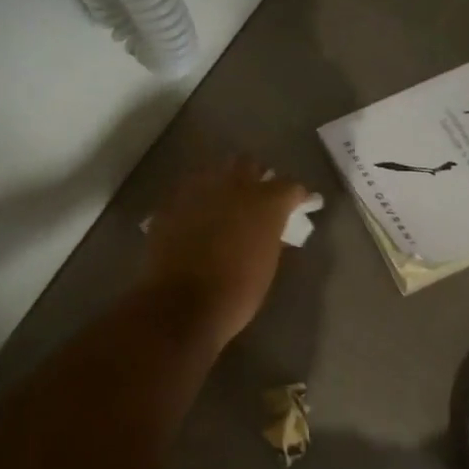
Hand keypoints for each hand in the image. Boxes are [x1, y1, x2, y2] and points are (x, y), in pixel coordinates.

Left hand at [140, 157, 308, 350]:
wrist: (181, 305)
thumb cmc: (236, 293)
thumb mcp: (266, 266)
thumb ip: (272, 237)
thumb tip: (272, 229)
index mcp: (266, 203)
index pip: (290, 186)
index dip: (296, 196)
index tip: (298, 205)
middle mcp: (234, 186)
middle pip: (249, 164)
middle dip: (255, 176)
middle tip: (256, 197)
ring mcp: (199, 190)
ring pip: (215, 171)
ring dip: (223, 183)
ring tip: (222, 202)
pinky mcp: (171, 202)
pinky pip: (188, 190)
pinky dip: (196, 199)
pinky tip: (195, 215)